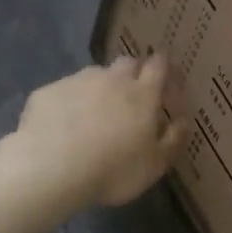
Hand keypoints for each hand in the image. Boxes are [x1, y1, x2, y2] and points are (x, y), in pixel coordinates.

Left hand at [8, 55, 182, 209]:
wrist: (51, 168)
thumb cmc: (113, 170)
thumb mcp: (155, 165)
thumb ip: (173, 140)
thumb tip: (183, 121)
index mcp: (143, 94)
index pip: (159, 65)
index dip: (164, 66)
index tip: (166, 76)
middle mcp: (112, 79)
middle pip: (128, 62)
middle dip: (134, 72)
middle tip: (133, 95)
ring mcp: (77, 81)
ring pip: (95, 74)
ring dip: (101, 86)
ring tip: (95, 112)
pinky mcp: (48, 91)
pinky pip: (65, 90)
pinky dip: (70, 101)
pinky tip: (63, 124)